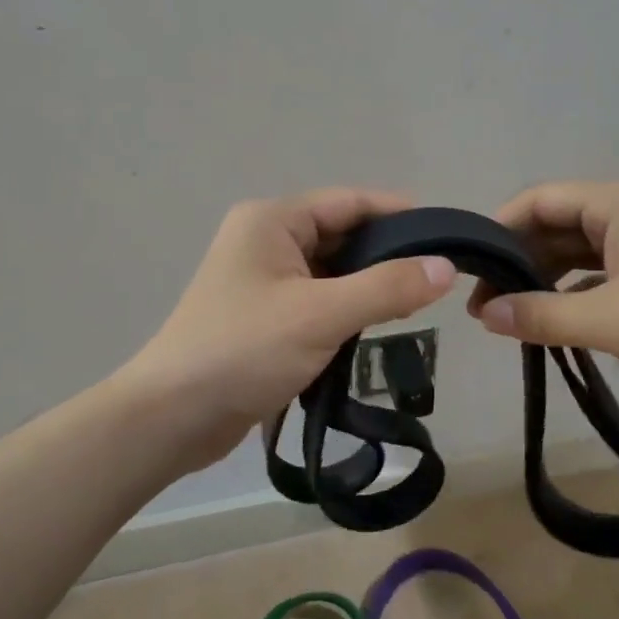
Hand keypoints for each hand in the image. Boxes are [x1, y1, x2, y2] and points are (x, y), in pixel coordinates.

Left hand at [120, 189, 457, 471]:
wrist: (172, 417)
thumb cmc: (243, 350)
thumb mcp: (321, 315)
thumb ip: (387, 288)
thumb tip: (445, 268)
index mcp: (272, 220)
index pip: (350, 202)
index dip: (400, 215)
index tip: (446, 237)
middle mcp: (266, 239)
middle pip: (342, 234)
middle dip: (387, 255)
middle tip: (438, 279)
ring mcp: (262, 279)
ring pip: (332, 270)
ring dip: (368, 286)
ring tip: (416, 305)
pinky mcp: (264, 315)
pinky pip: (317, 299)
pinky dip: (346, 309)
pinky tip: (376, 328)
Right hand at [468, 181, 618, 413]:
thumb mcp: (615, 320)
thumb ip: (543, 315)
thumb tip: (484, 313)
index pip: (540, 201)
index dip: (499, 228)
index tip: (468, 266)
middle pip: (554, 227)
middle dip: (516, 261)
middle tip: (480, 303)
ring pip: (574, 257)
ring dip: (540, 283)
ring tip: (503, 317)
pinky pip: (596, 281)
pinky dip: (568, 299)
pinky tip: (546, 325)